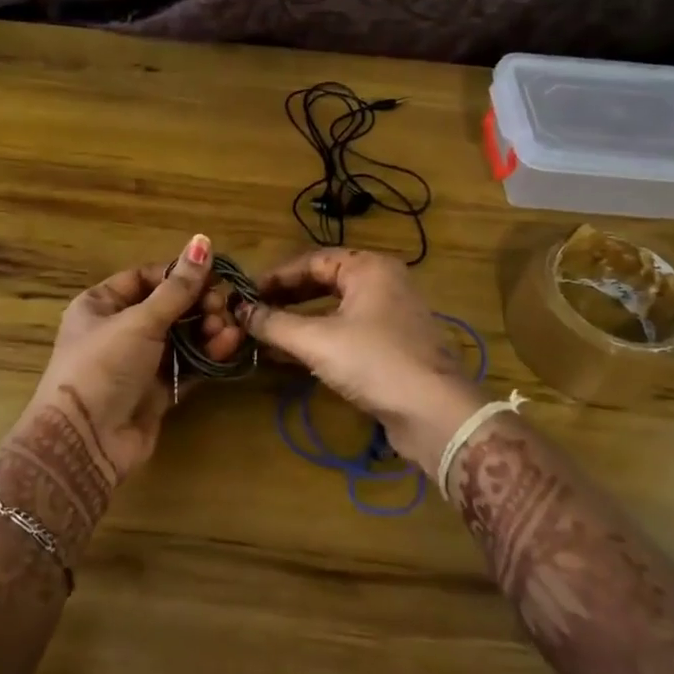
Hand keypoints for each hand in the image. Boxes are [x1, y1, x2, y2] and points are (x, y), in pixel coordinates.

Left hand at [22, 234, 242, 481]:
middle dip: (198, 305)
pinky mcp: (157, 391)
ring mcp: (139, 362)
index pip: (146, 277)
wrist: (86, 441)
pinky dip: (208, 355)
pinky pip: (188, 365)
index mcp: (101, 304)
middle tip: (222, 307)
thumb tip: (203, 240)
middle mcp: (119, 329)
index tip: (213, 275)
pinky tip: (229, 346)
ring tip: (228, 330)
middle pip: (168, 307)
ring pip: (182, 336)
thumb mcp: (140, 321)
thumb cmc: (104, 366)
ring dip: (207, 329)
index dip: (178, 274)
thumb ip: (177, 287)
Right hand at [205, 248, 483, 467]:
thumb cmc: (374, 362)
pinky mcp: (392, 346)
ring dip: (299, 321)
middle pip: (324, 282)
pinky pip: (346, 333)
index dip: (275, 277)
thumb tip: (239, 311)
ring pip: (334, 310)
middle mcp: (382, 284)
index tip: (245, 293)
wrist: (434, 413)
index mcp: (369, 268)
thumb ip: (274, 324)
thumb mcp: (316, 340)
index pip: (312, 261)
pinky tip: (291, 357)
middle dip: (286, 298)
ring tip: (264, 334)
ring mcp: (390, 316)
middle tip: (252, 312)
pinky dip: (318, 340)